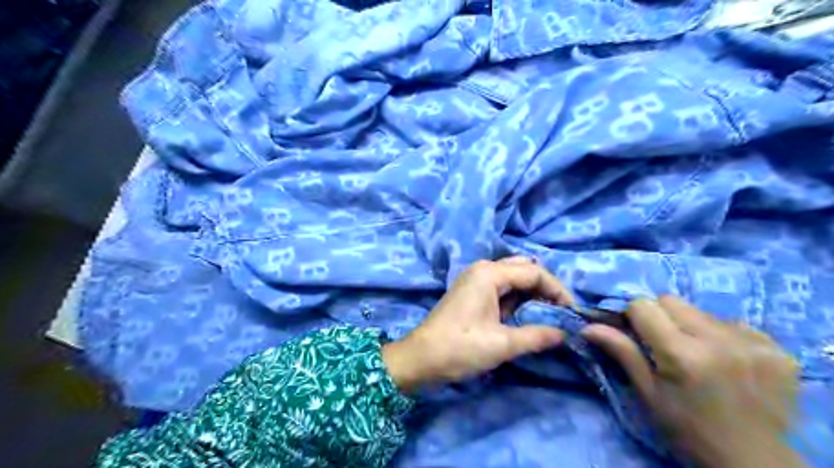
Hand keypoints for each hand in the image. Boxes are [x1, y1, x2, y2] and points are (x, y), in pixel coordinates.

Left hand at [382, 258, 573, 392]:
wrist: (420, 358)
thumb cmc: (460, 347)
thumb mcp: (502, 344)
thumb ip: (537, 335)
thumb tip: (564, 333)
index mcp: (490, 273)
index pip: (534, 272)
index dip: (557, 290)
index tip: (571, 312)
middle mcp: (483, 269)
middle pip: (524, 270)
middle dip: (545, 289)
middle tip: (559, 312)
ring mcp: (475, 279)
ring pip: (513, 279)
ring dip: (531, 294)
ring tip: (547, 316)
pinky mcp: (471, 292)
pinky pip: (501, 289)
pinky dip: (517, 300)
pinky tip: (524, 316)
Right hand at [582, 296, 804, 467]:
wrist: (753, 461)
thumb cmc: (688, 429)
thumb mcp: (648, 393)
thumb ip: (622, 352)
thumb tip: (588, 327)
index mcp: (681, 354)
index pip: (644, 305)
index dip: (633, 316)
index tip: (635, 332)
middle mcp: (718, 341)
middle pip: (672, 300)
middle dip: (660, 315)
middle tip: (664, 342)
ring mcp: (752, 343)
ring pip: (701, 310)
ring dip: (691, 325)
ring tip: (698, 353)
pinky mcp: (776, 349)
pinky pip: (734, 323)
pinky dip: (722, 335)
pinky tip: (726, 359)